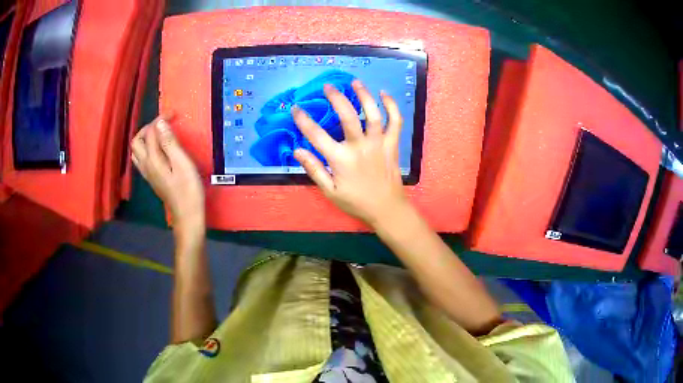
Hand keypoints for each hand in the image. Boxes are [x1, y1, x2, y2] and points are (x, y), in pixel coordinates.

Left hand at [131, 114, 204, 241]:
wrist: (187, 215)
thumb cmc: (188, 189)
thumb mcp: (182, 162)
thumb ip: (169, 142)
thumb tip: (160, 123)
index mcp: (152, 159)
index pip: (150, 132)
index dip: (160, 119)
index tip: (173, 114)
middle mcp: (146, 165)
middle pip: (137, 141)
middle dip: (148, 128)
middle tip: (163, 124)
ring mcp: (147, 173)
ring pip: (137, 151)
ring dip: (145, 139)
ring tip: (160, 135)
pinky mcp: (152, 179)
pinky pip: (141, 159)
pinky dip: (147, 149)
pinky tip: (158, 150)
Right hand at [292, 80, 408, 226]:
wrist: (387, 209)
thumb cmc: (356, 202)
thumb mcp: (330, 191)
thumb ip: (314, 170)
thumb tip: (297, 150)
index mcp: (341, 160)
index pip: (317, 135)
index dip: (303, 120)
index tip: (296, 108)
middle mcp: (360, 147)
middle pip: (347, 116)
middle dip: (336, 98)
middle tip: (328, 86)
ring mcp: (379, 144)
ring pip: (373, 114)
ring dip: (364, 95)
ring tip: (355, 82)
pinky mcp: (393, 144)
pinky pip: (395, 121)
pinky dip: (391, 106)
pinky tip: (384, 94)